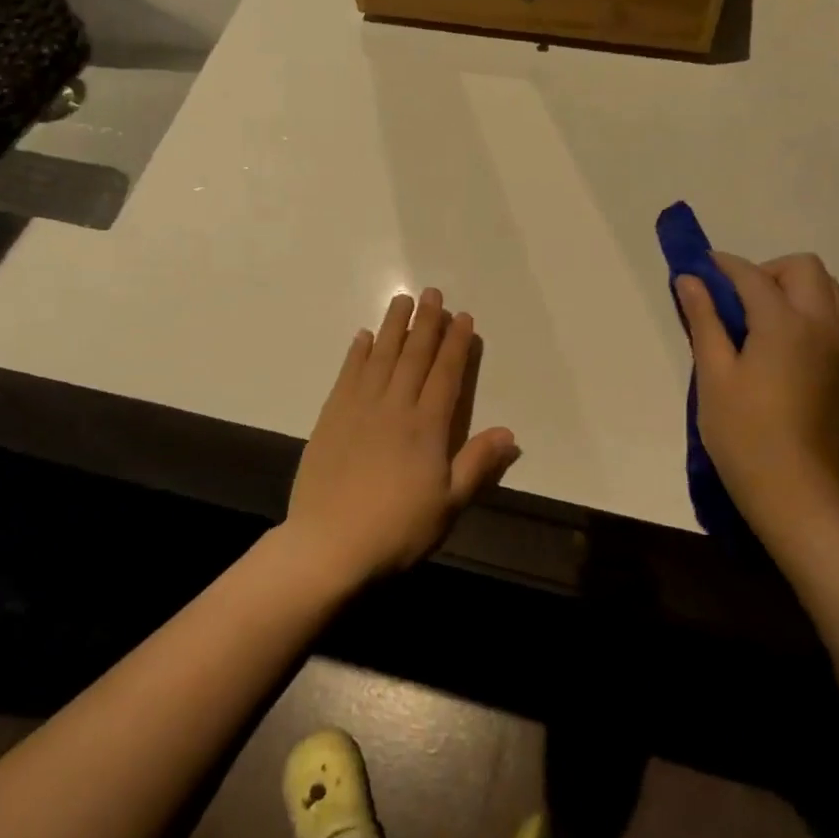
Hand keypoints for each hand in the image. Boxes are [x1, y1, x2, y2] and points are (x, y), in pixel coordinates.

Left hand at [281, 288, 520, 586]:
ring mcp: (359, 408)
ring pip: (380, 356)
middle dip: (426, 323)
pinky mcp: (331, 417)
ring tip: (402, 300)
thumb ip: (477, 464)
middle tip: (433, 293)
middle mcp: (395, 407)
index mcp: (427, 427)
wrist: (329, 544)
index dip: (456, 344)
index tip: (463, 317)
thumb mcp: (449, 504)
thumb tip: (509, 433)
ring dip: (393, 326)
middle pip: (414, 355)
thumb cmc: (397, 529)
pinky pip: (347, 374)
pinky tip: (362, 337)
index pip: (446, 374)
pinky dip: (356, 352)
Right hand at [674, 253, 838, 542]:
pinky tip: (774, 344)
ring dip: (790, 288)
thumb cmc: (743, 432)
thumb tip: (690, 279)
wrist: (795, 490)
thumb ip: (704, 320)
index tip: (699, 266)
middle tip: (733, 299)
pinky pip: (830, 317)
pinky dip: (804, 311)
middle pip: (804, 268)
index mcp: (785, 323)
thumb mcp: (714, 373)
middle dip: (766, 270)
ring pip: (826, 290)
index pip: (753, 276)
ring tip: (754, 319)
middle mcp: (821, 325)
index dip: (724, 265)